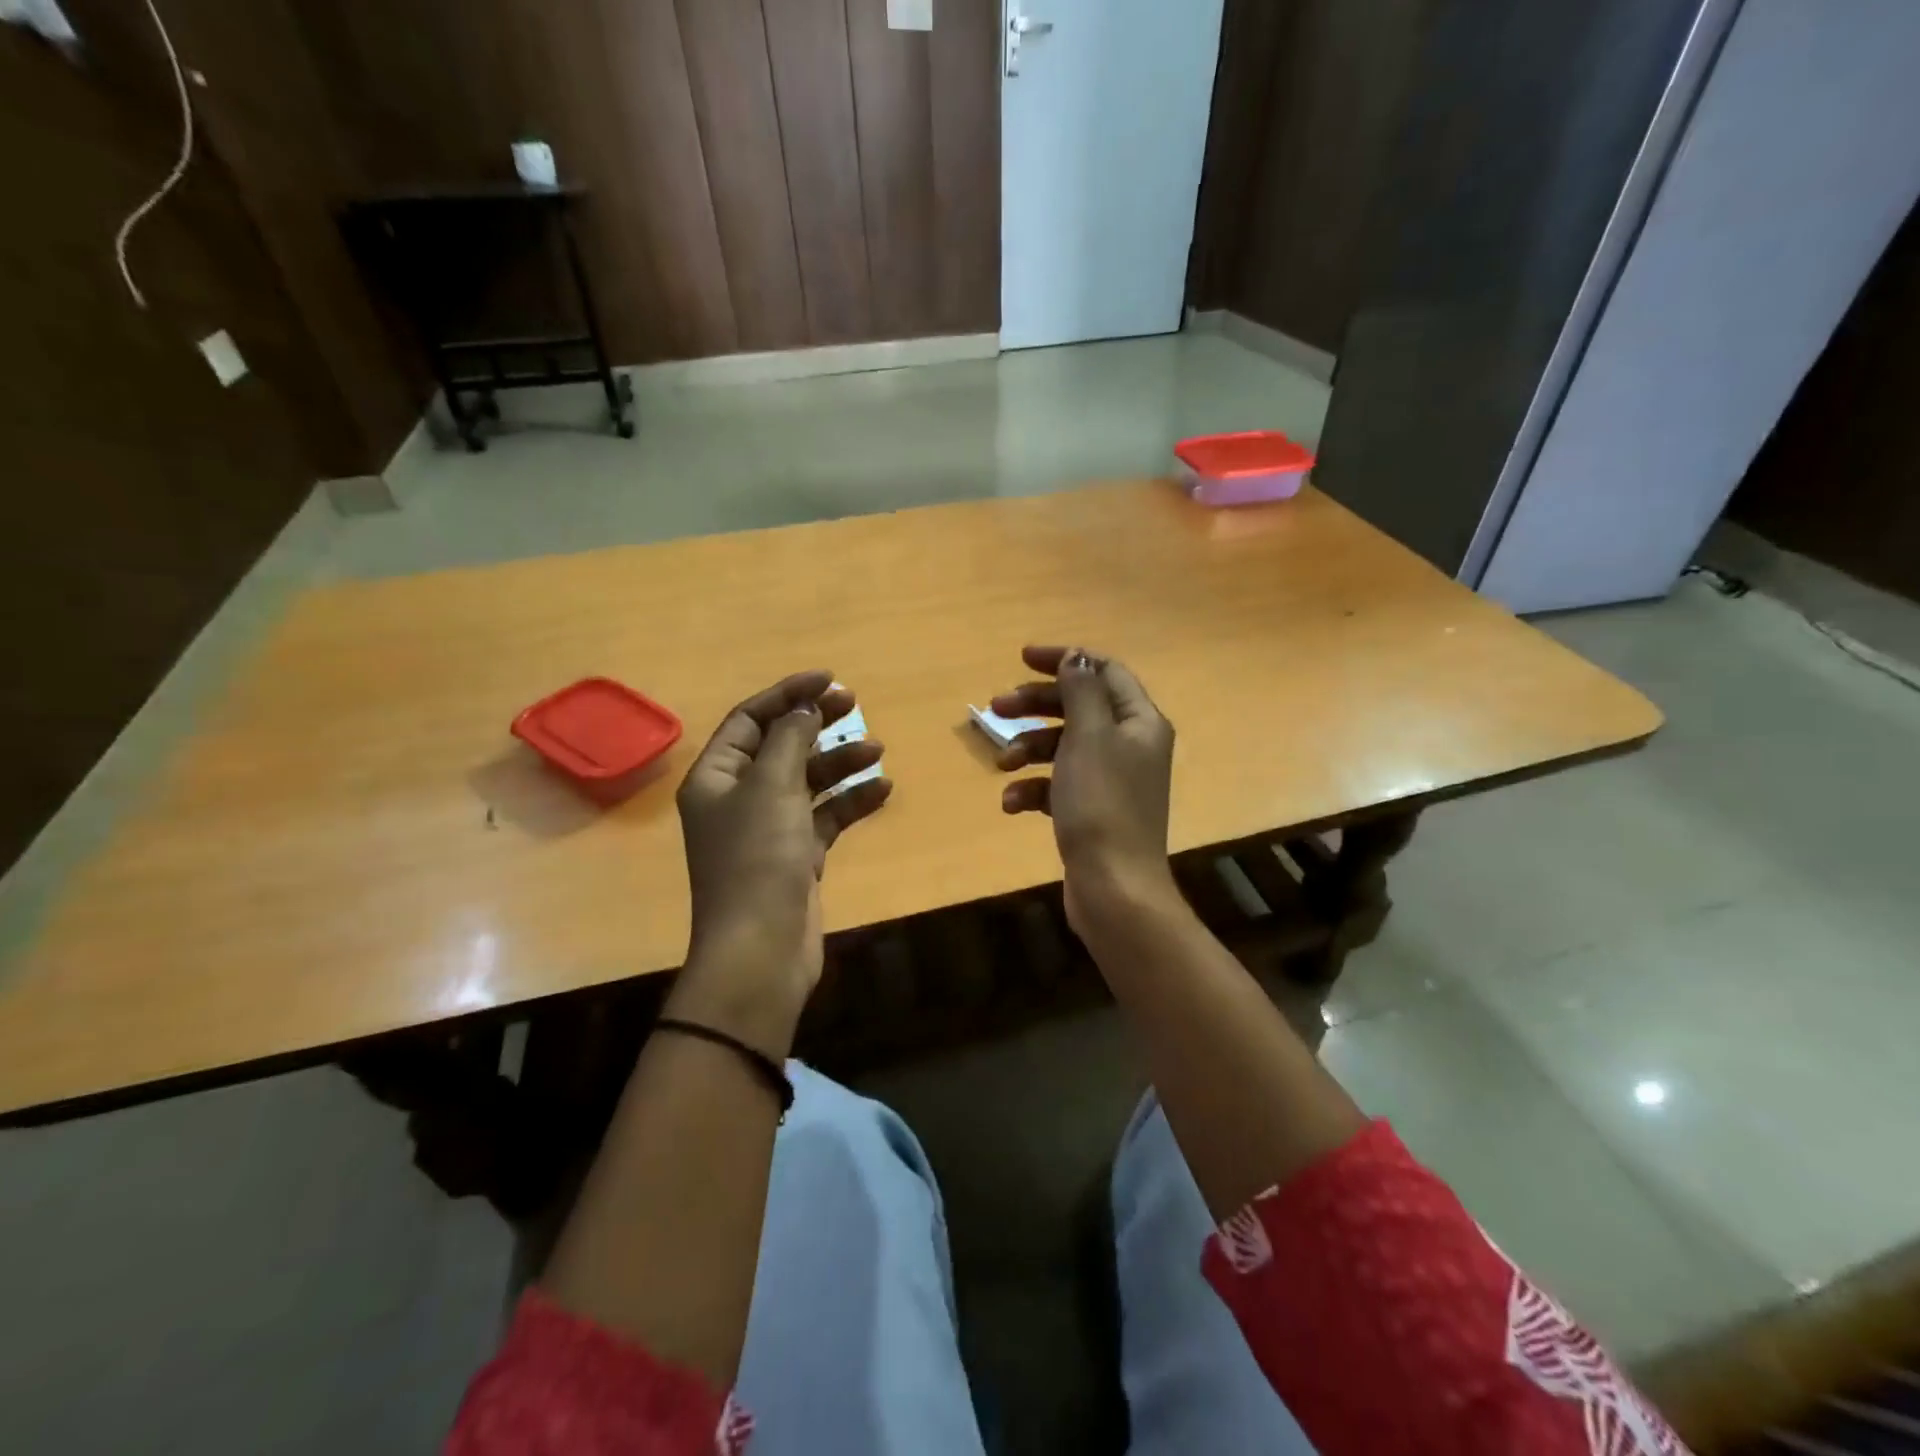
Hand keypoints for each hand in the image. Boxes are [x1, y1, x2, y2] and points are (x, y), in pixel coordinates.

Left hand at [672, 670, 890, 1050]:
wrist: (762, 949)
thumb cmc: (758, 858)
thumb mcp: (772, 787)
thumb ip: (790, 739)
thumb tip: (805, 708)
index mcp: (717, 777)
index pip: (750, 720)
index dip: (787, 694)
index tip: (828, 679)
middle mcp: (738, 798)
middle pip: (780, 746)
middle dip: (816, 724)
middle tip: (854, 704)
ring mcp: (769, 829)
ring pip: (807, 781)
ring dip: (840, 763)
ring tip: (878, 751)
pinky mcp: (797, 856)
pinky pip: (826, 816)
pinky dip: (851, 802)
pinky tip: (883, 790)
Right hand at [992, 646, 1177, 938]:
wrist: (1112, 887)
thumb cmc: (1101, 803)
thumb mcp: (1088, 736)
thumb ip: (1081, 691)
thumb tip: (1077, 657)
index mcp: (1139, 721)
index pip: (1104, 672)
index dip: (1064, 660)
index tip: (1021, 659)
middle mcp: (1130, 745)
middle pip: (1078, 707)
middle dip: (1035, 706)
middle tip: (995, 708)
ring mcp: (1110, 780)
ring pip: (1062, 746)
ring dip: (1028, 749)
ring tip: (1002, 764)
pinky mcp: (1091, 810)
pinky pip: (1058, 785)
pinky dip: (1033, 789)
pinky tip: (1012, 805)